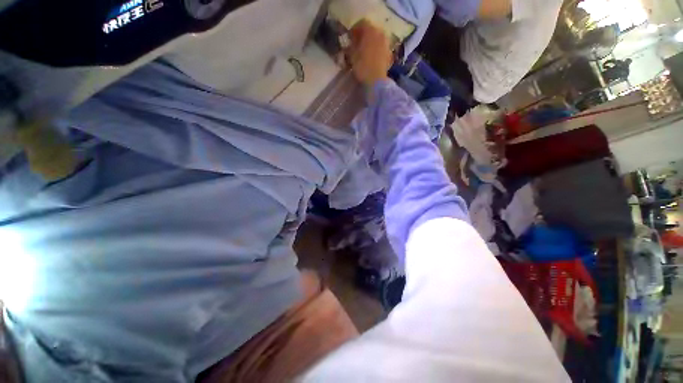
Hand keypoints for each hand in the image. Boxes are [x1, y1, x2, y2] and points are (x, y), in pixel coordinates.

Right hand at [348, 20, 392, 86]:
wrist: (376, 80)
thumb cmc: (362, 66)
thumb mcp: (352, 55)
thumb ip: (351, 45)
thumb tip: (351, 42)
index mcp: (370, 30)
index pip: (361, 23)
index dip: (354, 30)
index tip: (349, 37)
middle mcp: (380, 33)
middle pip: (371, 30)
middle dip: (363, 35)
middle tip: (357, 44)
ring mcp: (386, 43)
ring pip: (377, 38)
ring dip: (370, 42)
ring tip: (364, 51)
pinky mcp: (389, 53)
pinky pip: (381, 47)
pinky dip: (376, 49)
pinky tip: (371, 57)